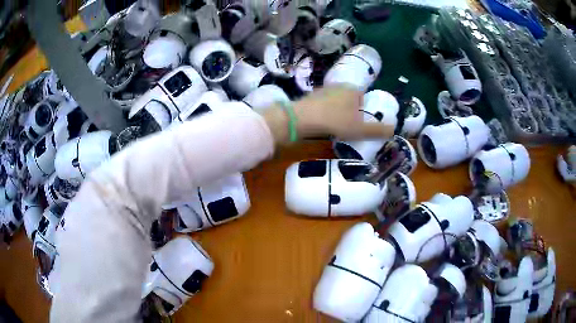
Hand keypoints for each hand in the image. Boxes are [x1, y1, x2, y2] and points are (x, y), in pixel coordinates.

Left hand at [262, 86, 394, 143]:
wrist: (301, 119)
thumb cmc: (335, 122)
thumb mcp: (360, 129)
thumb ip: (377, 130)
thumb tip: (394, 129)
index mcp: (352, 90)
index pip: (363, 97)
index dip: (364, 110)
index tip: (361, 123)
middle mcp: (338, 86)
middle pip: (349, 99)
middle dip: (351, 111)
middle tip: (349, 127)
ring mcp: (322, 91)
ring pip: (335, 102)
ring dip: (337, 112)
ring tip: (336, 127)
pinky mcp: (310, 97)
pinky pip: (323, 106)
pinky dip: (325, 113)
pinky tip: (323, 124)